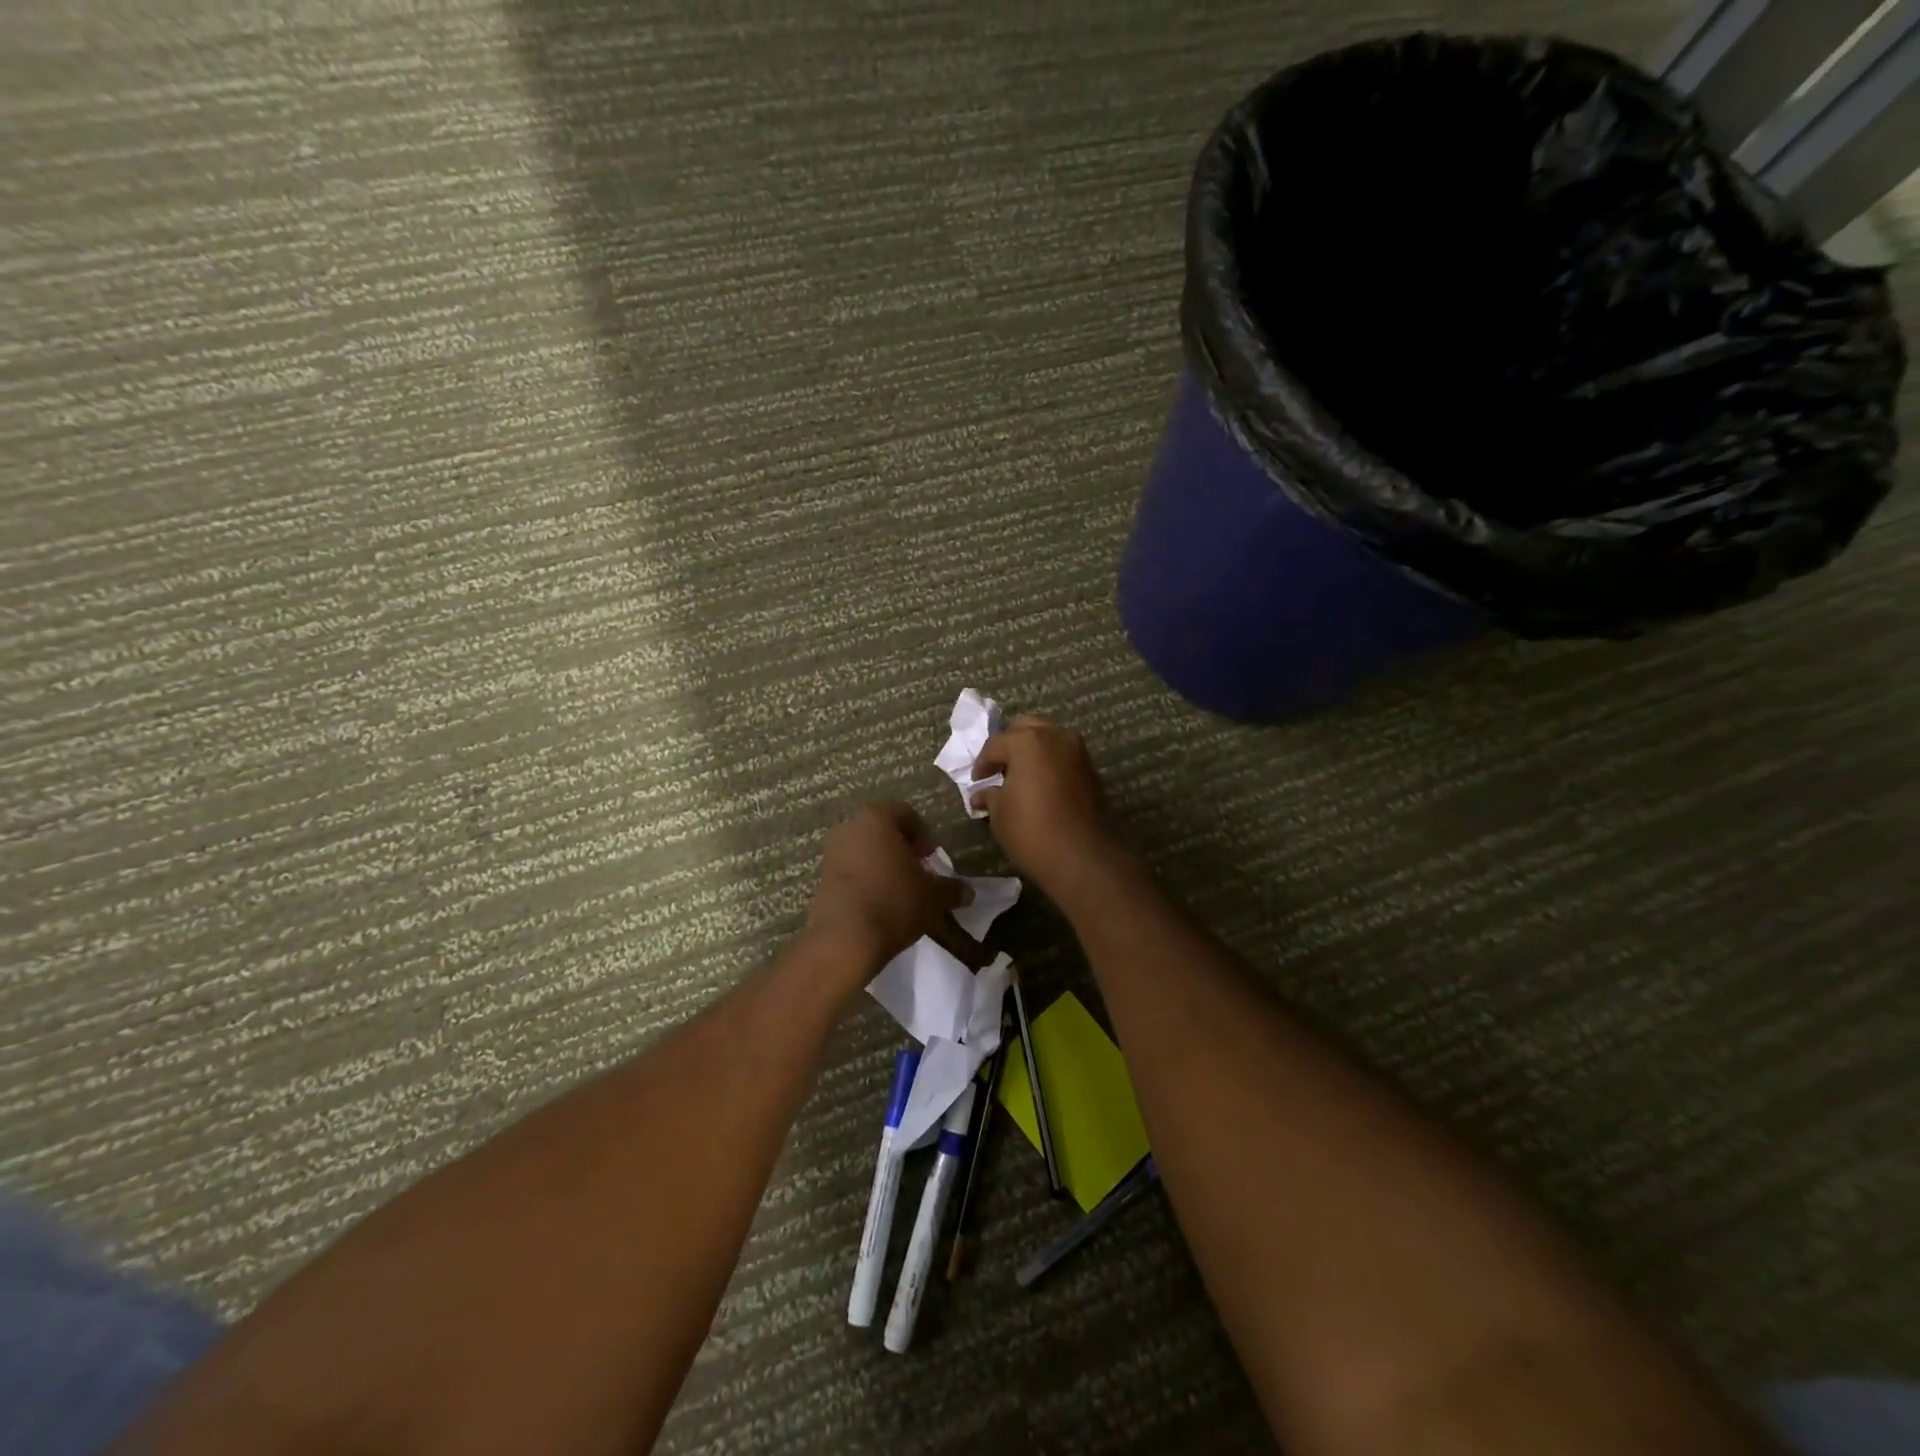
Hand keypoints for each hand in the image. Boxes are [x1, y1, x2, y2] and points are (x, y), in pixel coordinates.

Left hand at [804, 803, 965, 982]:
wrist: (845, 940)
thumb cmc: (895, 902)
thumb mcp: (934, 896)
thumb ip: (952, 889)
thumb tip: (969, 892)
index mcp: (876, 819)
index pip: (905, 813)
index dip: (923, 833)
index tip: (932, 856)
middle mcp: (849, 828)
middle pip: (882, 830)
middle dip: (902, 847)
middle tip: (919, 871)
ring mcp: (831, 853)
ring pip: (864, 849)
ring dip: (883, 864)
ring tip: (901, 889)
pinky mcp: (821, 878)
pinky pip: (850, 870)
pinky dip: (867, 879)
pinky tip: (881, 902)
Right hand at [970, 715, 1126, 892]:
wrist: (1083, 858)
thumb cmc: (1032, 831)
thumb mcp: (1000, 814)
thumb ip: (990, 796)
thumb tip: (982, 794)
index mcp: (1028, 742)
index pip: (996, 744)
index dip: (982, 763)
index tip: (976, 781)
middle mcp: (1056, 737)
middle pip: (1026, 729)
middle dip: (1010, 745)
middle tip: (998, 769)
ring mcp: (1078, 752)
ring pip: (1049, 739)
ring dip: (1032, 752)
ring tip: (1019, 777)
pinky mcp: (1092, 771)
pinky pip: (1064, 757)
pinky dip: (1050, 763)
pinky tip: (1039, 786)